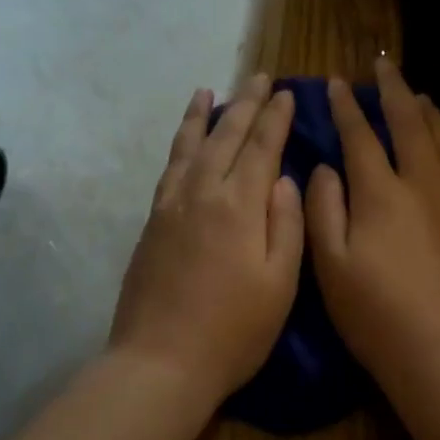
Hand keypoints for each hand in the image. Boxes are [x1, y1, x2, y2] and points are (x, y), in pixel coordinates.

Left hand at [110, 74, 303, 404]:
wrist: (161, 361)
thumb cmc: (233, 331)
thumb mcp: (279, 284)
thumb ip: (286, 225)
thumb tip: (285, 180)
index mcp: (239, 206)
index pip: (262, 147)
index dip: (276, 117)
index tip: (287, 92)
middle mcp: (202, 193)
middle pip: (225, 137)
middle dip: (246, 104)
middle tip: (260, 78)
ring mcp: (171, 207)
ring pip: (189, 146)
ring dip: (203, 116)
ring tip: (209, 90)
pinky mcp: (151, 223)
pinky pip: (169, 168)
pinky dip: (178, 145)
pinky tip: (184, 142)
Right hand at [307, 57, 439, 389]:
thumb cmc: (373, 312)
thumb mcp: (330, 263)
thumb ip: (323, 208)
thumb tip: (326, 168)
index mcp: (381, 193)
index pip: (361, 135)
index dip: (347, 106)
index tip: (336, 82)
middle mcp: (420, 185)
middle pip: (409, 123)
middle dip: (394, 89)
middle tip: (383, 64)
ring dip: (425, 110)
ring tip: (416, 93)